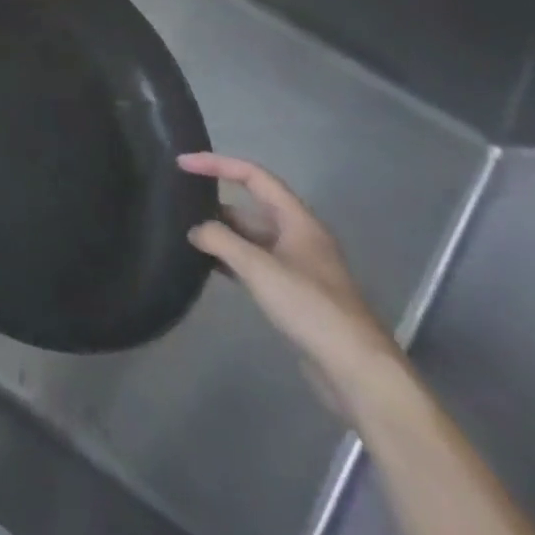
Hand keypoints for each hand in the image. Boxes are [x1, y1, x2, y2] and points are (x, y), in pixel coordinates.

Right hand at [180, 152, 408, 421]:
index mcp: (297, 221)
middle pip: (252, 206)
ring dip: (221, 232)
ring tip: (185, 233)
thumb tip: (195, 230)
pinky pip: (254, 262)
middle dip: (215, 201)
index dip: (217, 164)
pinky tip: (207, 265)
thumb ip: (221, 241)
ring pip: (251, 236)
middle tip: (177, 202)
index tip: (182, 164)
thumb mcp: (259, 268)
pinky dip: (229, 258)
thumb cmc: (311, 308)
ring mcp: (297, 266)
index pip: (254, 176)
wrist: (357, 370)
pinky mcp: (292, 293)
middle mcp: (298, 237)